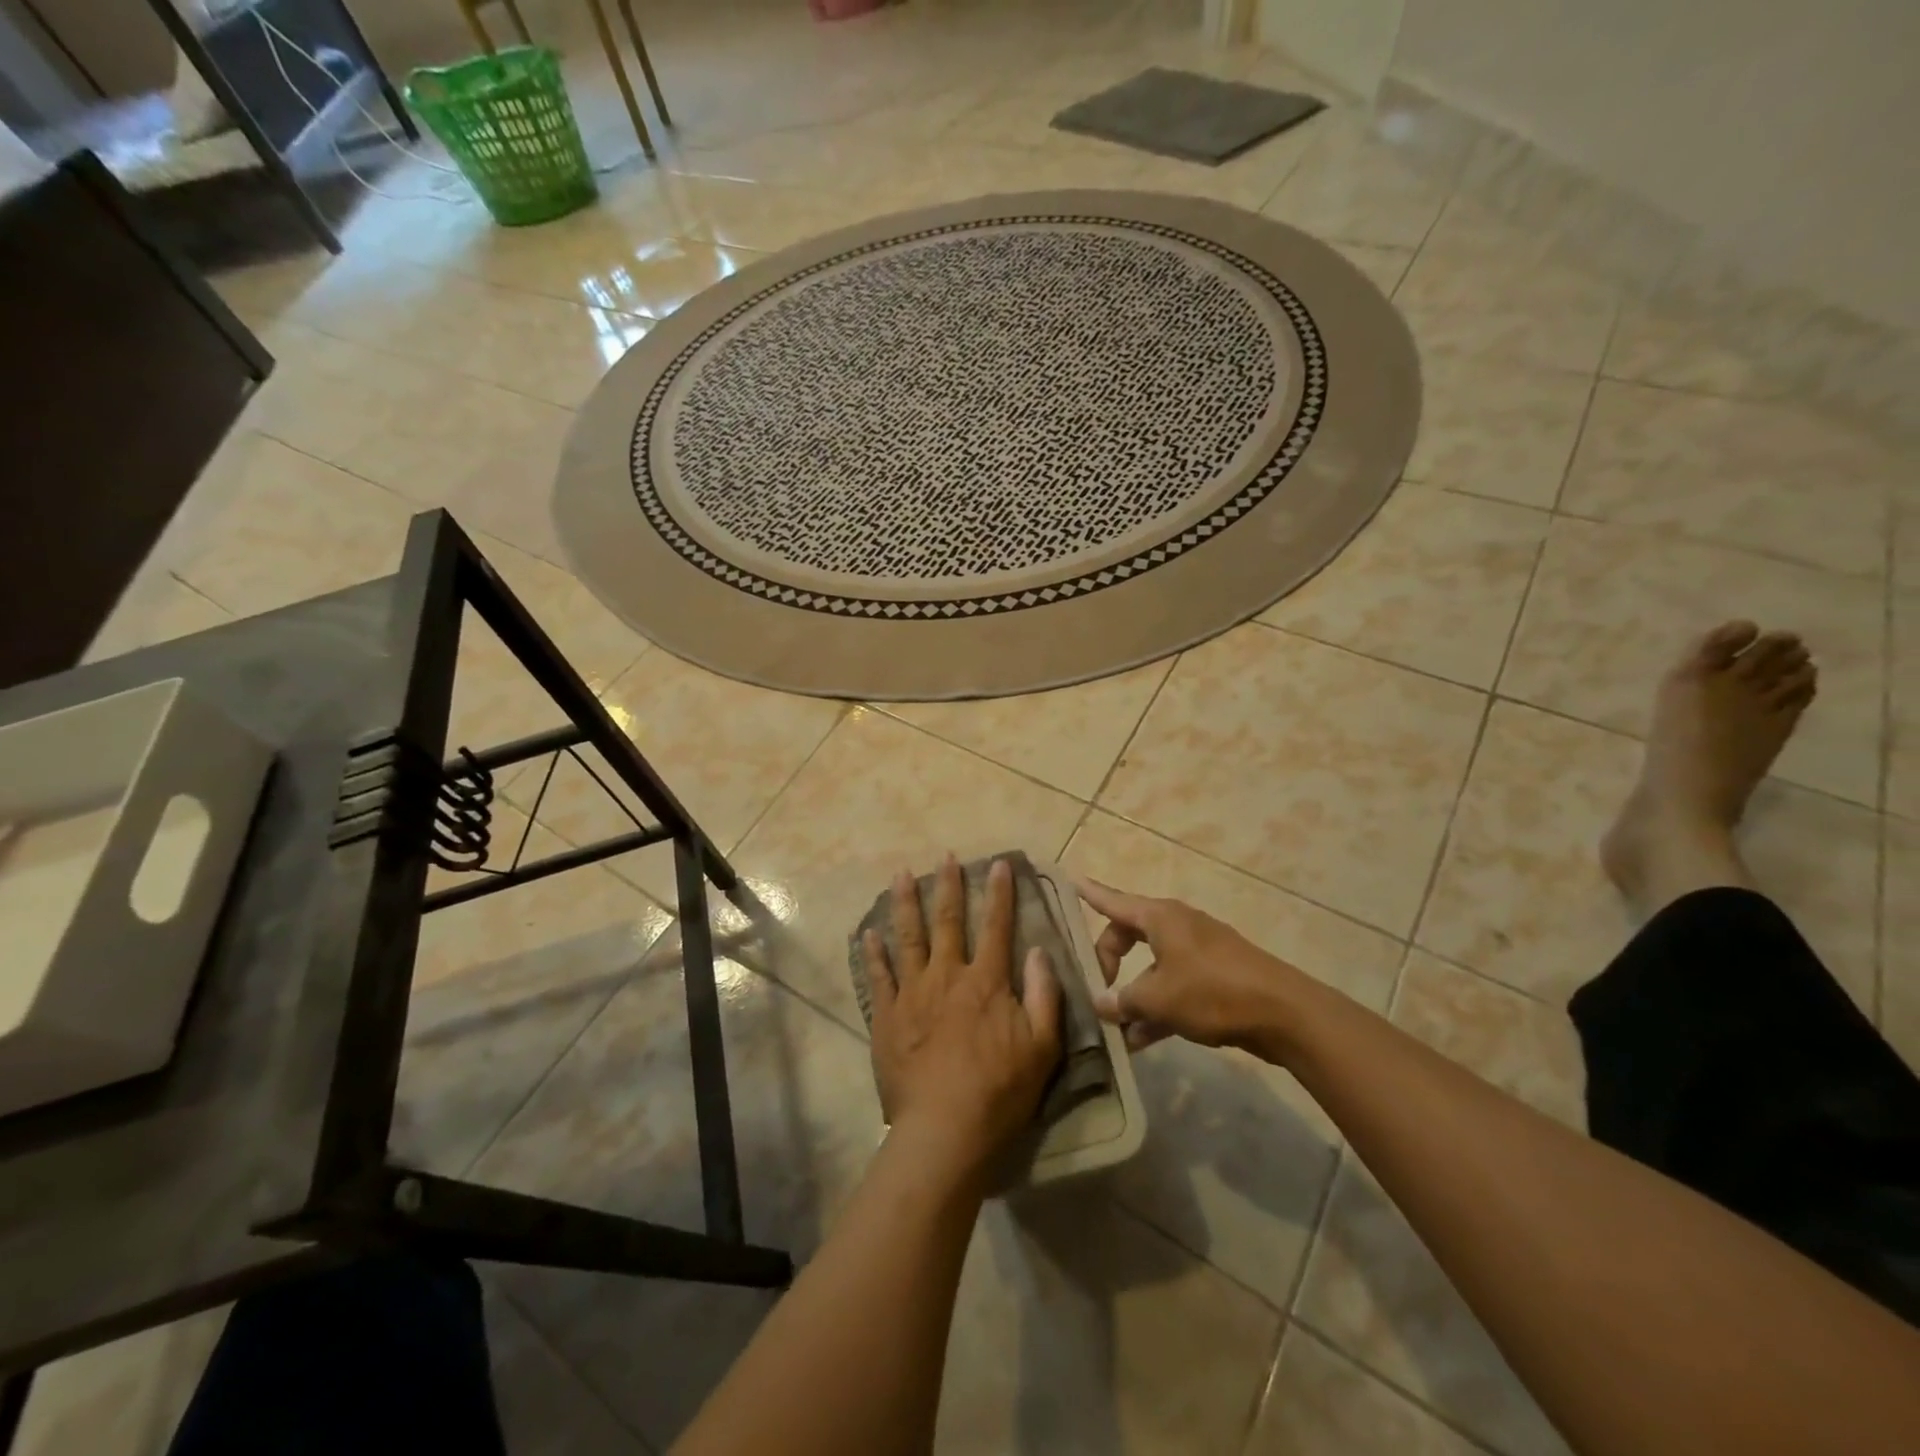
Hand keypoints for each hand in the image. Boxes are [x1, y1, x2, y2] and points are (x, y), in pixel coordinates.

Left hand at [863, 856, 1061, 1182]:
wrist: (945, 1130)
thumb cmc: (1000, 1091)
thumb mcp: (1042, 1047)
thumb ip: (1044, 995)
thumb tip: (1040, 951)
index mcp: (986, 982)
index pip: (996, 926)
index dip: (999, 893)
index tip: (999, 864)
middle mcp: (947, 977)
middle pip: (947, 922)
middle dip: (948, 886)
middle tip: (945, 856)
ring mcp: (912, 994)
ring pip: (908, 938)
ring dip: (905, 904)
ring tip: (901, 874)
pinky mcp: (887, 1017)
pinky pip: (879, 977)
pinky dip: (873, 953)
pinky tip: (869, 933)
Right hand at [1077, 878, 1308, 1053]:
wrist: (1282, 1013)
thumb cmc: (1211, 992)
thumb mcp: (1157, 999)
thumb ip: (1123, 1001)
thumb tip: (1100, 1003)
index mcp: (1159, 917)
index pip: (1113, 901)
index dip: (1090, 893)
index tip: (1070, 880)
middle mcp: (1176, 926)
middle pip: (1128, 935)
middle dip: (1108, 961)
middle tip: (1095, 989)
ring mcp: (1197, 951)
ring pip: (1151, 967)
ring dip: (1133, 995)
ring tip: (1113, 1028)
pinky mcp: (1214, 977)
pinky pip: (1173, 986)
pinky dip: (1157, 1007)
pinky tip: (1141, 1040)